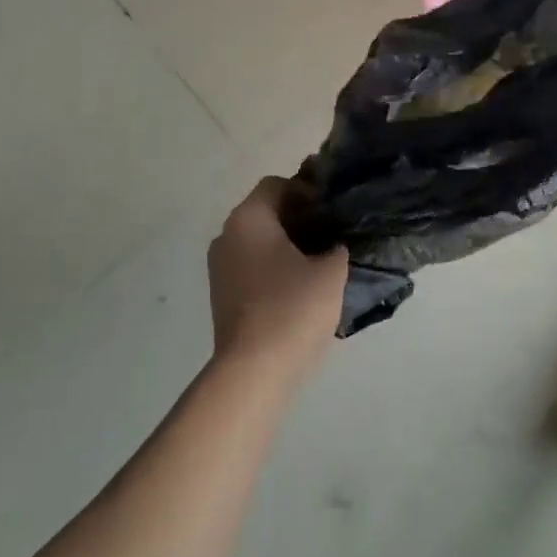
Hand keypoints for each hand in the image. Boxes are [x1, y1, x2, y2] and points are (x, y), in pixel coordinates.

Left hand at [207, 178, 348, 383]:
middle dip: (298, 219)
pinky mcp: (221, 296)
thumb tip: (334, 244)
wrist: (254, 371)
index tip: (331, 211)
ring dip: (286, 246)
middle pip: (265, 212)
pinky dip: (273, 269)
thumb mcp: (331, 270)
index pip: (277, 184)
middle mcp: (226, 235)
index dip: (306, 191)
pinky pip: (251, 267)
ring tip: (319, 263)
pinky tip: (300, 288)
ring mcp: (219, 268)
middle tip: (331, 235)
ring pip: (257, 242)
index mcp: (249, 218)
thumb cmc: (292, 308)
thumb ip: (337, 246)